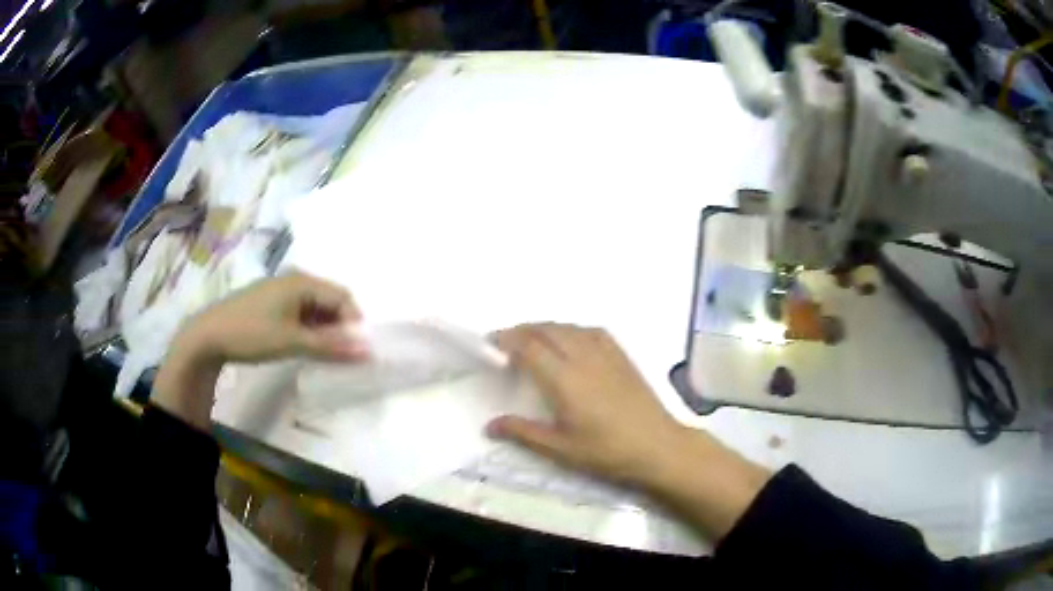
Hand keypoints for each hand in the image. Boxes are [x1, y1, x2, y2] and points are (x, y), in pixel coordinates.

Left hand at [153, 272, 366, 428]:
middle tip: (344, 355)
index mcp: (302, 281)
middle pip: (330, 300)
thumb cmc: (252, 333)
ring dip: (325, 330)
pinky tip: (305, 346)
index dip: (355, 323)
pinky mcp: (271, 303)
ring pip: (315, 308)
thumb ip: (331, 347)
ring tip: (326, 354)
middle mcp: (294, 280)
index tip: (359, 350)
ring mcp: (281, 291)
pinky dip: (309, 329)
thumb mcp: (293, 342)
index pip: (343, 297)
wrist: (208, 336)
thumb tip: (368, 352)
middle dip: (341, 327)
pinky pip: (300, 312)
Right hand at [487, 323, 685, 484]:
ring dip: (545, 328)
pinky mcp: (621, 355)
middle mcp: (583, 357)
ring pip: (568, 327)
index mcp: (564, 378)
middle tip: (505, 342)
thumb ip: (523, 433)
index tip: (490, 343)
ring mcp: (606, 353)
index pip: (529, 346)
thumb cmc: (606, 451)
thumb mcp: (560, 448)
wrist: (658, 446)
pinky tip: (570, 340)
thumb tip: (489, 425)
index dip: (507, 340)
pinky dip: (571, 329)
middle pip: (547, 330)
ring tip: (532, 340)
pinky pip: (590, 330)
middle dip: (522, 330)